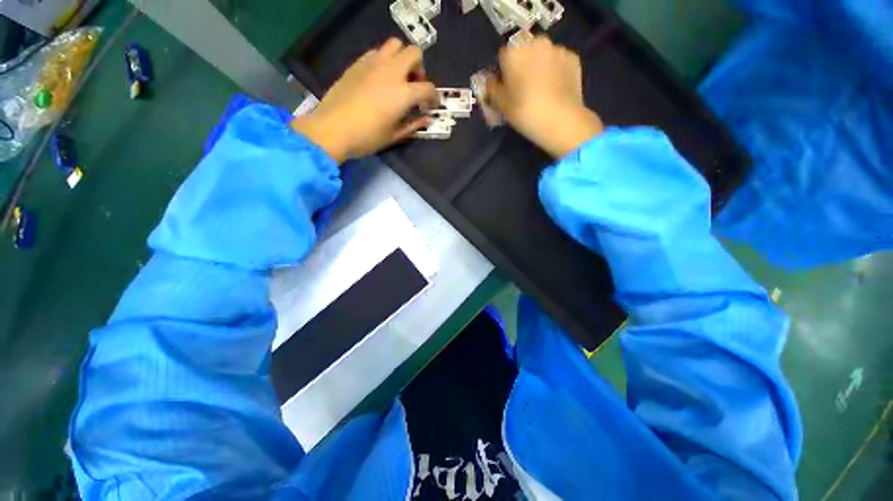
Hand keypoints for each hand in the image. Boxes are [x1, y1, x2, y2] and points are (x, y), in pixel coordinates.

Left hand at [291, 38, 437, 163]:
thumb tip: (427, 119)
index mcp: (403, 93)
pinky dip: (383, 61)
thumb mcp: (394, 136)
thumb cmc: (367, 137)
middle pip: (414, 53)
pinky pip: (376, 52)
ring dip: (401, 58)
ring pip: (394, 45)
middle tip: (414, 85)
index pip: (428, 87)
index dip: (434, 97)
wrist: (332, 129)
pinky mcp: (357, 64)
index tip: (431, 105)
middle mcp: (391, 71)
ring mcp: (373, 64)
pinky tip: (379, 78)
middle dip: (420, 68)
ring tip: (397, 78)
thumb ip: (413, 125)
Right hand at [486, 36, 603, 157]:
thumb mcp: (500, 104)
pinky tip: (554, 90)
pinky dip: (555, 71)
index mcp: (514, 50)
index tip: (506, 87)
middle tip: (523, 88)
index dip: (503, 71)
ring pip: (543, 55)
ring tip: (541, 90)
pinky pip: (558, 62)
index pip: (502, 56)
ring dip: (539, 67)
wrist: (561, 120)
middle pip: (524, 51)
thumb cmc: (525, 111)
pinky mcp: (573, 58)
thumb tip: (490, 81)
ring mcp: (557, 48)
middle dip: (522, 65)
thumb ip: (492, 89)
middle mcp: (536, 42)